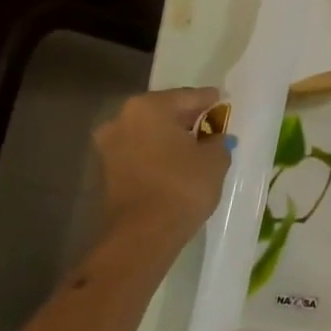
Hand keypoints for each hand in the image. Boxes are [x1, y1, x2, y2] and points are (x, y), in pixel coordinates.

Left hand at [92, 88, 230, 245]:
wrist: (143, 234)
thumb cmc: (182, 185)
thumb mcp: (215, 158)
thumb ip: (217, 140)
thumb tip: (214, 138)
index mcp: (150, 107)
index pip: (189, 96)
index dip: (210, 101)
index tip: (223, 103)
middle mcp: (123, 119)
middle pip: (165, 111)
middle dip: (187, 118)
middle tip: (211, 123)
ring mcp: (110, 145)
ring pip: (150, 132)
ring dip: (170, 137)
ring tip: (195, 146)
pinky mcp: (108, 170)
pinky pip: (141, 151)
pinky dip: (158, 153)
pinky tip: (177, 162)